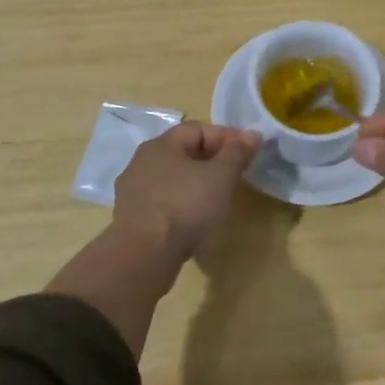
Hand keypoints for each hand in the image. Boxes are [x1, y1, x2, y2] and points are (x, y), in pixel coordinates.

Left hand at [112, 122, 260, 262]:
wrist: (143, 255)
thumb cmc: (184, 205)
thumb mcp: (221, 176)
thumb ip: (237, 153)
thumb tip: (253, 134)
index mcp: (160, 145)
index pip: (197, 129)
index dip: (226, 136)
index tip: (247, 151)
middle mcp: (141, 162)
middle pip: (183, 152)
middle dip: (212, 159)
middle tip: (235, 173)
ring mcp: (133, 192)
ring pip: (172, 178)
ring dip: (196, 182)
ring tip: (217, 198)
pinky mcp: (131, 219)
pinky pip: (163, 201)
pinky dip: (182, 203)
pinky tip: (195, 218)